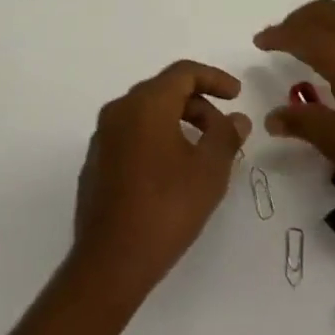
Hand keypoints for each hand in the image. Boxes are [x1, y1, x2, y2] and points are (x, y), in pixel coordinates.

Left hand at [70, 61, 251, 307]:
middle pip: (164, 90)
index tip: (238, 95)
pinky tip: (172, 171)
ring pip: (147, 113)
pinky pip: (132, 134)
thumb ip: (226, 136)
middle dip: (199, 104)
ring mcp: (103, 136)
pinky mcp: (97, 161)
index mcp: (146, 104)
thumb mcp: (209, 171)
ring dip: (178, 122)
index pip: (183, 73)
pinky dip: (157, 138)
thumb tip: (237, 118)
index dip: (214, 78)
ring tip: (202, 153)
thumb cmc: (166, 208)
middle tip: (224, 131)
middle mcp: (119, 110)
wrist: (110, 261)